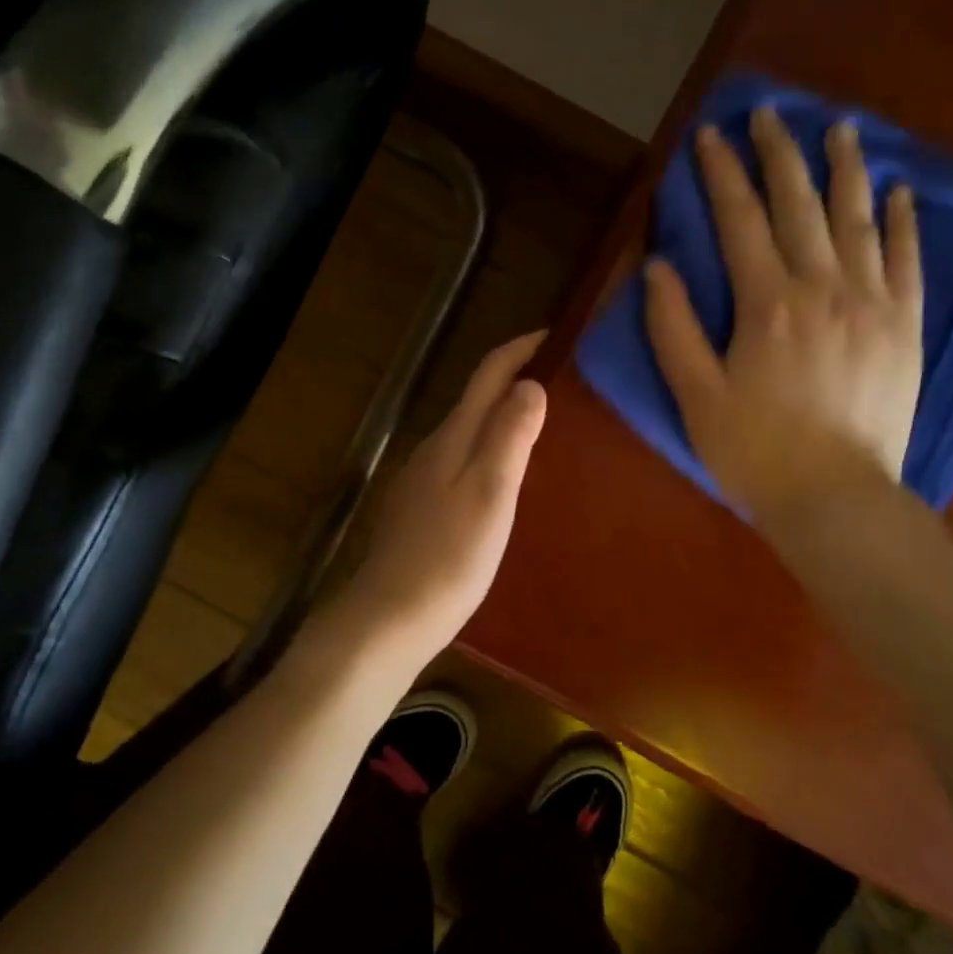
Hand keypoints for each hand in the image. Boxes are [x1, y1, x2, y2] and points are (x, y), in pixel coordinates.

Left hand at [331, 332, 547, 659]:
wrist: (389, 617)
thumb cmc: (449, 558)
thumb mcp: (490, 494)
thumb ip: (509, 437)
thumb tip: (529, 383)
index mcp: (453, 437)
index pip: (488, 375)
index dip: (520, 349)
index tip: (556, 336)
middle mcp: (433, 448)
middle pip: (476, 399)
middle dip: (515, 380)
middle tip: (563, 381)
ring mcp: (422, 479)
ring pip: (468, 432)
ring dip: (502, 417)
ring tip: (544, 425)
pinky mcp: (420, 509)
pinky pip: (461, 462)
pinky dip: (488, 451)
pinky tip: (505, 476)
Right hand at [645, 108, 922, 527]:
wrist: (837, 500)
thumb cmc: (754, 451)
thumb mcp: (695, 394)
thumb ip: (673, 327)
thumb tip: (658, 266)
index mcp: (767, 304)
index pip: (740, 220)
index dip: (722, 174)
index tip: (710, 134)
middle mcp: (824, 288)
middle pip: (800, 205)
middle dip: (779, 153)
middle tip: (769, 113)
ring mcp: (874, 303)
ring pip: (858, 219)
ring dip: (845, 169)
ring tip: (837, 128)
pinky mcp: (906, 326)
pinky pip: (908, 260)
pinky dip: (903, 221)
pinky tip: (898, 191)